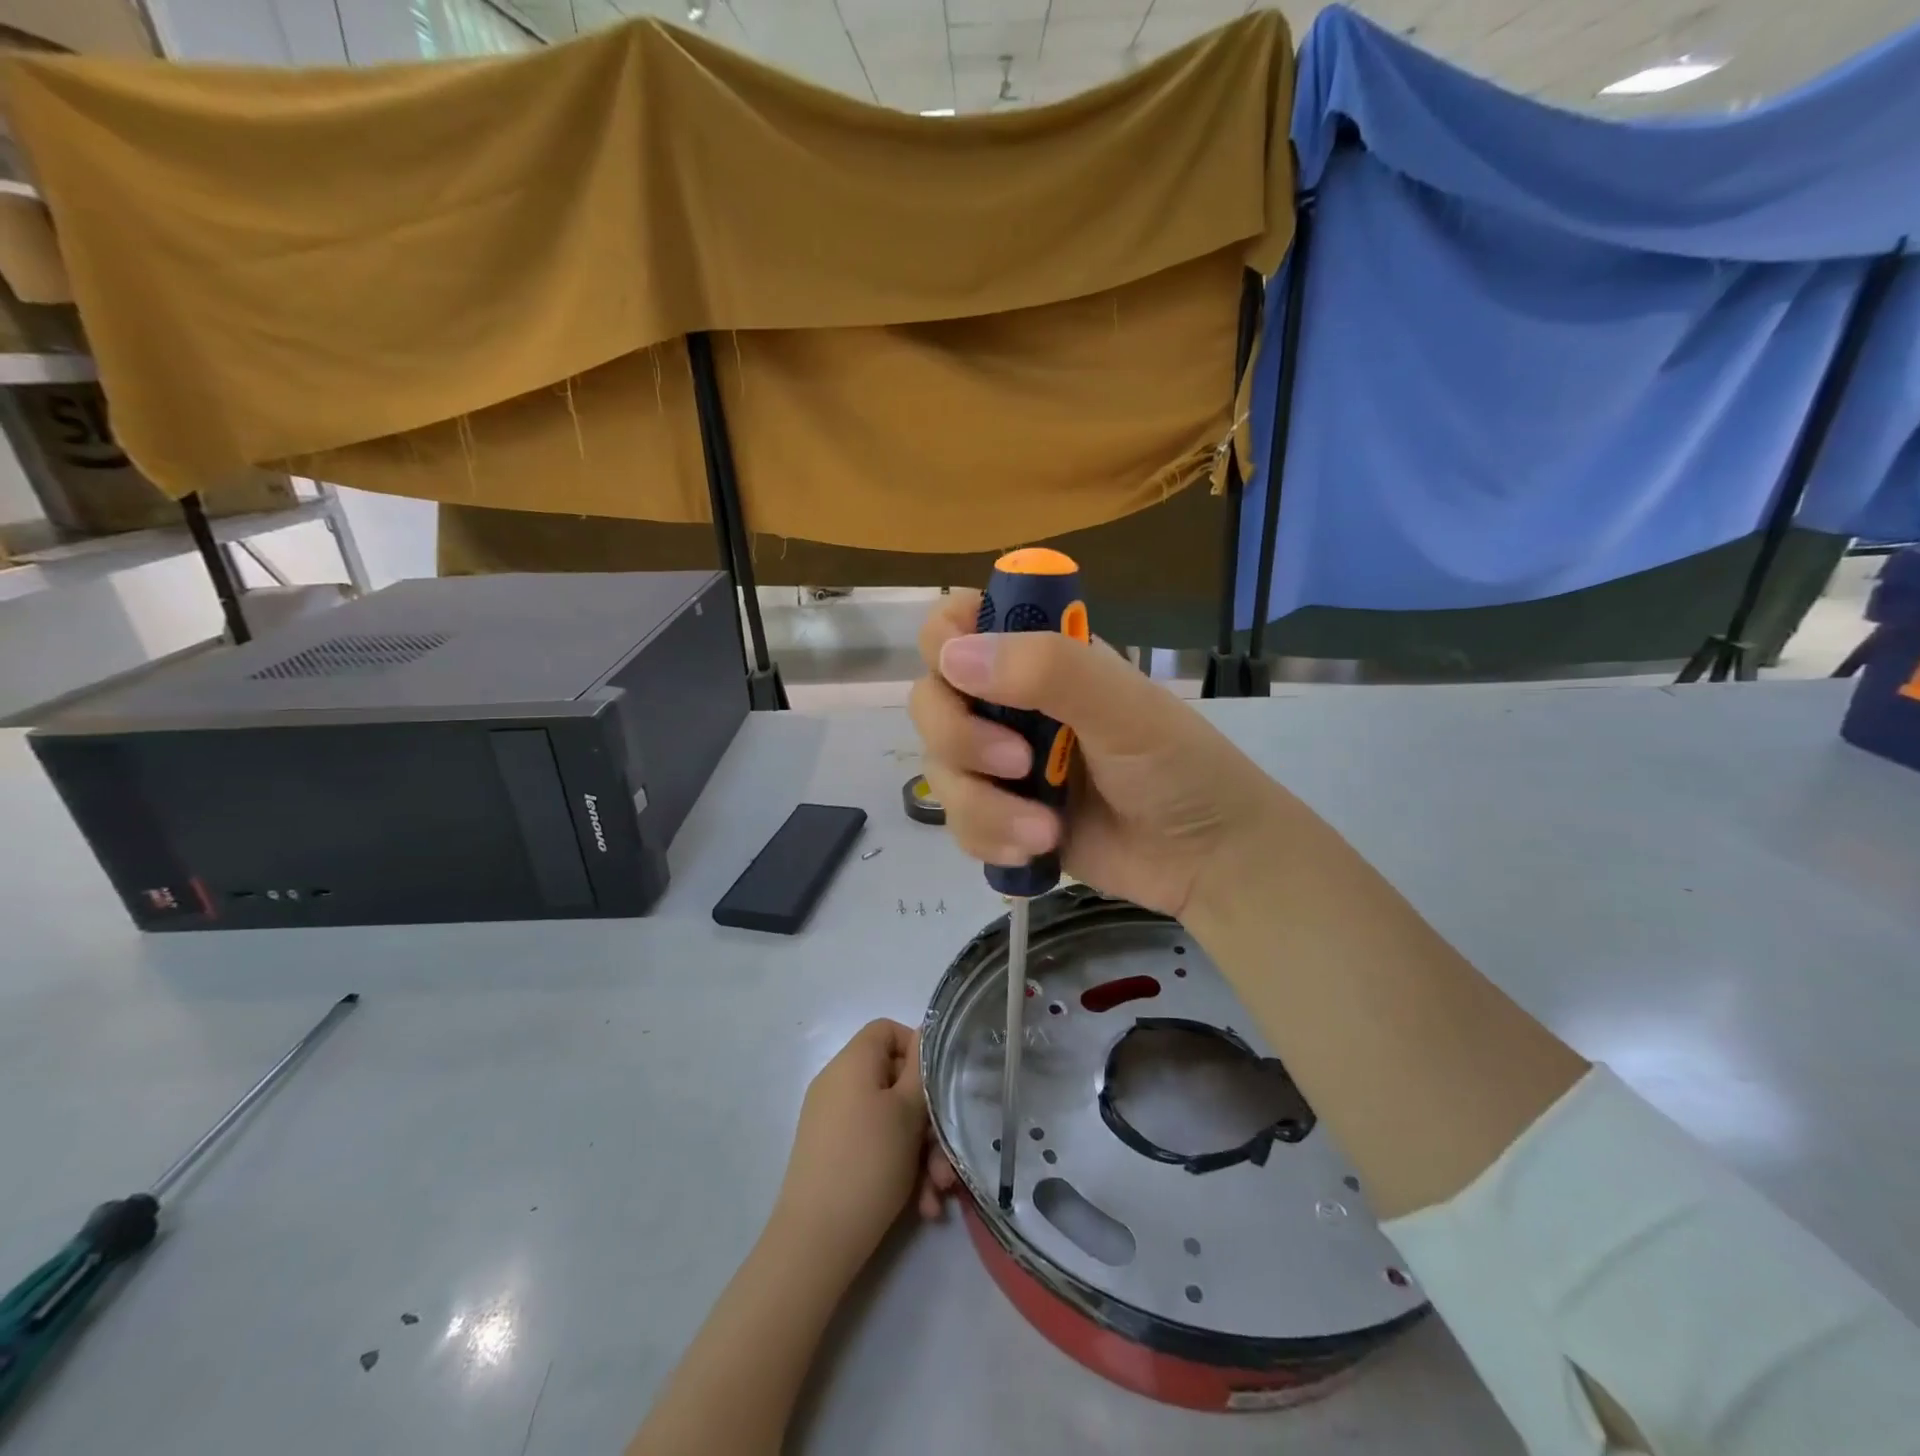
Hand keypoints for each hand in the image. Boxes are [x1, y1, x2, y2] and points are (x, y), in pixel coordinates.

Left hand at [771, 1021, 951, 1275]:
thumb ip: (920, 1071)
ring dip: (920, 1154)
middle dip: (927, 1122)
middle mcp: (837, 1085)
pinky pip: (873, 1146)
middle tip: (946, 1159)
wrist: (815, 1242)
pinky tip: (921, 1207)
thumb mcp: (907, 1113)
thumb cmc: (868, 1163)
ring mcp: (832, 1121)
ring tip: (937, 1193)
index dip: (916, 1049)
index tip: (939, 1084)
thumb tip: (922, 1038)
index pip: (886, 1030)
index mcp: (852, 1063)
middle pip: (893, 1082)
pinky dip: (898, 1169)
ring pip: (889, 1122)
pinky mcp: (831, 1155)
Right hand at [907, 592, 1287, 919]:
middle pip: (930, 700)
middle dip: (961, 738)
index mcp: (1039, 658)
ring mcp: (1000, 764)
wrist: (1205, 859)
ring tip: (1044, 829)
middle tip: (1018, 763)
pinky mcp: (1001, 818)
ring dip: (983, 805)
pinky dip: (989, 838)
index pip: (958, 624)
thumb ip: (1048, 671)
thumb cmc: (1178, 766)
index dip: (945, 640)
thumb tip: (953, 656)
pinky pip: (958, 822)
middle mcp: (1009, 703)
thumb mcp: (1124, 708)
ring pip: (939, 769)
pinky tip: (1037, 848)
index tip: (962, 675)